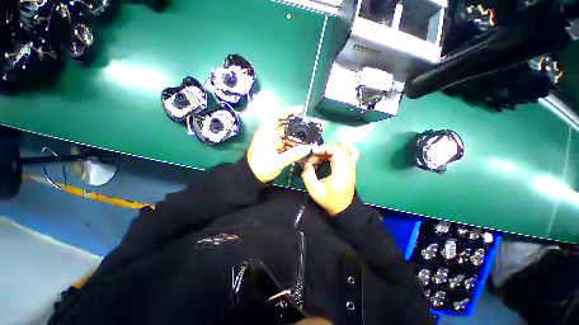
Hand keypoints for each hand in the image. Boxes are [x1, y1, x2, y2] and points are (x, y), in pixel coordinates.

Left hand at [247, 109, 312, 182]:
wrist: (251, 178)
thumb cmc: (261, 168)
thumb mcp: (278, 161)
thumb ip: (293, 155)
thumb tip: (309, 148)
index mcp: (267, 133)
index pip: (277, 117)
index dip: (289, 112)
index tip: (301, 111)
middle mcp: (271, 135)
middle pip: (286, 128)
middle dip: (298, 129)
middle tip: (312, 130)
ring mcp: (274, 142)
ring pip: (288, 137)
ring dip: (298, 140)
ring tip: (310, 141)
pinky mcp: (277, 149)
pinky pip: (288, 145)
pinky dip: (295, 147)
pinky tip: (304, 149)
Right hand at [301, 144, 358, 214]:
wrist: (343, 207)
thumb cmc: (329, 200)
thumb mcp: (314, 190)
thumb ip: (308, 175)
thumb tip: (306, 163)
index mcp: (341, 172)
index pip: (337, 151)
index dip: (324, 148)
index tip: (313, 153)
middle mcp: (349, 167)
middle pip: (339, 148)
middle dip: (324, 149)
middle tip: (314, 157)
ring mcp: (352, 166)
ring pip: (344, 149)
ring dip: (330, 150)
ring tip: (320, 156)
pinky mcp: (351, 167)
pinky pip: (350, 153)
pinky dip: (340, 150)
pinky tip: (332, 152)